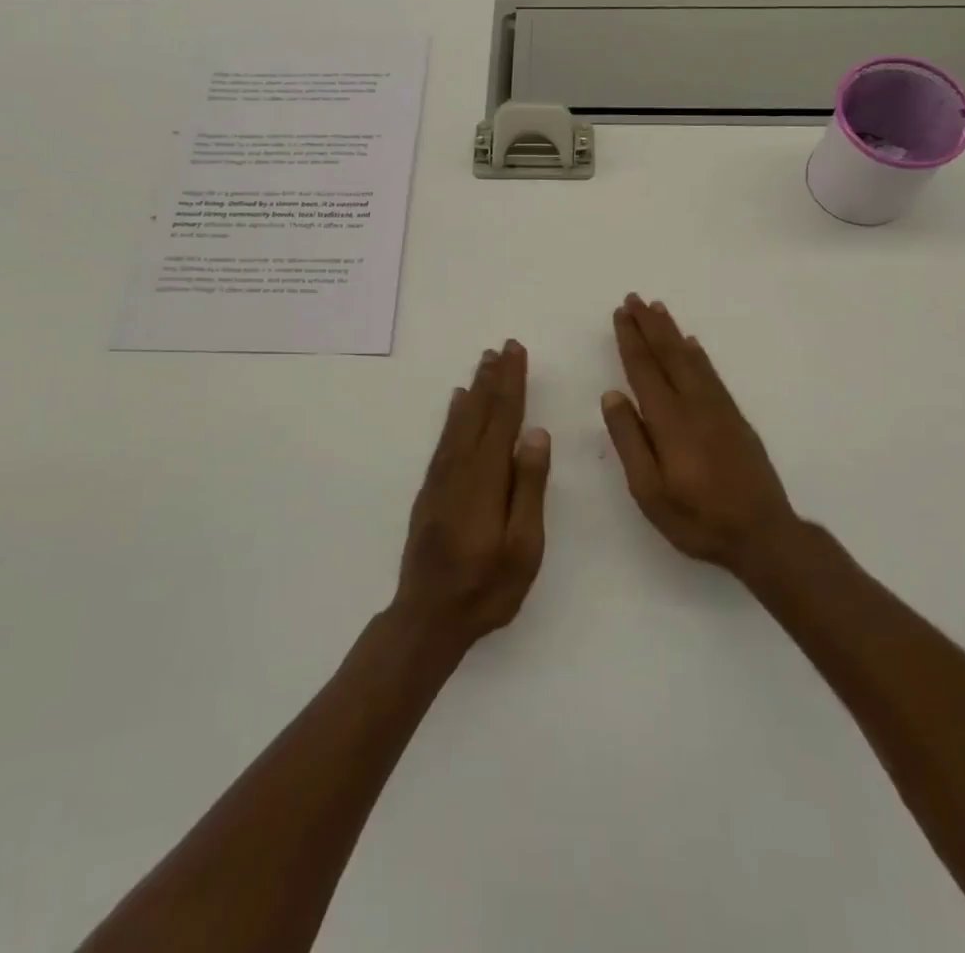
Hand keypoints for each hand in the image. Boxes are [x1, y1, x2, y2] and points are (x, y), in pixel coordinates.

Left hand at [393, 341, 550, 653]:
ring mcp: (441, 478)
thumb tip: (537, 433)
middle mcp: (460, 467)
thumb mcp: (523, 546)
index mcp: (487, 477)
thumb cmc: (486, 587)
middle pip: (479, 412)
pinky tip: (457, 403)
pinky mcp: (431, 490)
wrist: (427, 616)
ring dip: (474, 389)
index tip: (517, 352)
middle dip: (494, 378)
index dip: (512, 383)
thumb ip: (529, 487)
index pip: (503, 418)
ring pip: (460, 421)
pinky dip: (453, 415)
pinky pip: (445, 439)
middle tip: (503, 347)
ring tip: (484, 362)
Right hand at [602, 296, 798, 576]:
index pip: (644, 369)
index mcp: (669, 421)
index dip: (630, 340)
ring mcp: (718, 409)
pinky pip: (711, 373)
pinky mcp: (735, 418)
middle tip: (634, 298)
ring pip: (691, 359)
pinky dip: (698, 354)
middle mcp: (694, 405)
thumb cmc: (697, 518)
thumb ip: (630, 440)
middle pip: (669, 355)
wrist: (762, 534)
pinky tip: (692, 345)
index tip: (620, 313)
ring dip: (672, 332)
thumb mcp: (649, 490)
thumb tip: (612, 395)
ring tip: (658, 309)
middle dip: (649, 325)